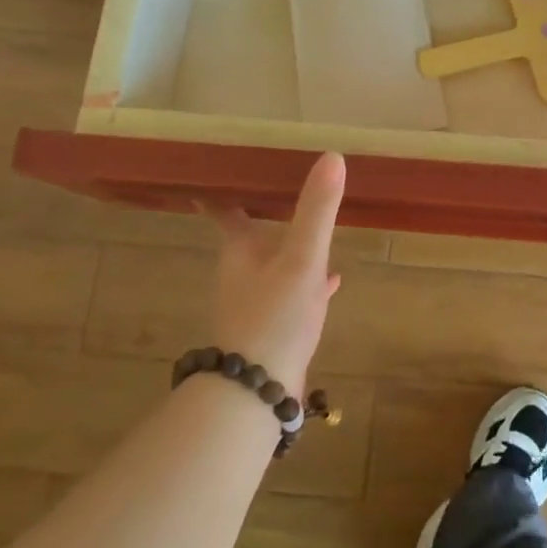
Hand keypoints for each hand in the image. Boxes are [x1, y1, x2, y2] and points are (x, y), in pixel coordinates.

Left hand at [200, 152, 345, 395]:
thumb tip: (332, 156)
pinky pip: (293, 294)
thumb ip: (317, 210)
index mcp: (241, 252)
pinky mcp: (274, 329)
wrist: (258, 390)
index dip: (221, 193)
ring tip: (317, 232)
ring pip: (275, 266)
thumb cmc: (273, 316)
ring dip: (292, 248)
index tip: (214, 174)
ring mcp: (257, 305)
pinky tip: (331, 283)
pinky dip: (309, 283)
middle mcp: (243, 275)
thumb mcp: (302, 258)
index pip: (226, 213)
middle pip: (253, 238)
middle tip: (285, 192)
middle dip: (267, 217)